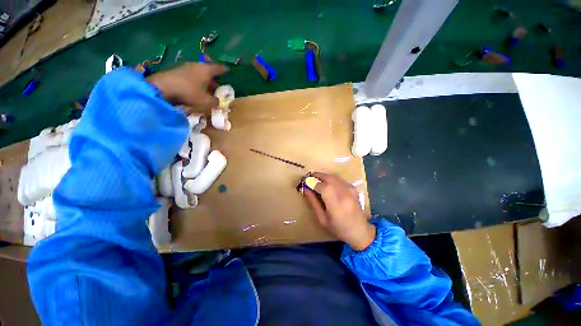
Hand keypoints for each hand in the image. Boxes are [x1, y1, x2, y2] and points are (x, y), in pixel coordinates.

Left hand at [147, 63, 227, 112]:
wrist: (162, 88)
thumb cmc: (189, 92)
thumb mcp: (206, 101)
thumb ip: (215, 102)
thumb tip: (218, 102)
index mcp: (206, 70)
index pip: (218, 67)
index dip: (224, 70)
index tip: (227, 71)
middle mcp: (196, 65)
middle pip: (208, 70)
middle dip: (213, 79)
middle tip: (217, 87)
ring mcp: (185, 67)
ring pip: (199, 73)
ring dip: (204, 81)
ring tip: (206, 90)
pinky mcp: (176, 71)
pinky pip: (190, 75)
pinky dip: (195, 81)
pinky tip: (194, 90)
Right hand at [304, 172, 375, 250]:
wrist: (360, 230)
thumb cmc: (338, 228)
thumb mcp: (322, 218)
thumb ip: (313, 202)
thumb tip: (306, 189)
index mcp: (335, 202)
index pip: (321, 186)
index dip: (312, 183)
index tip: (305, 183)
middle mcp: (343, 192)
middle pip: (328, 177)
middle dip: (317, 175)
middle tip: (309, 178)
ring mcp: (350, 189)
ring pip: (333, 176)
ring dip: (323, 176)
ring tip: (316, 180)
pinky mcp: (353, 188)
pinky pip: (339, 179)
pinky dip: (331, 178)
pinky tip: (327, 183)